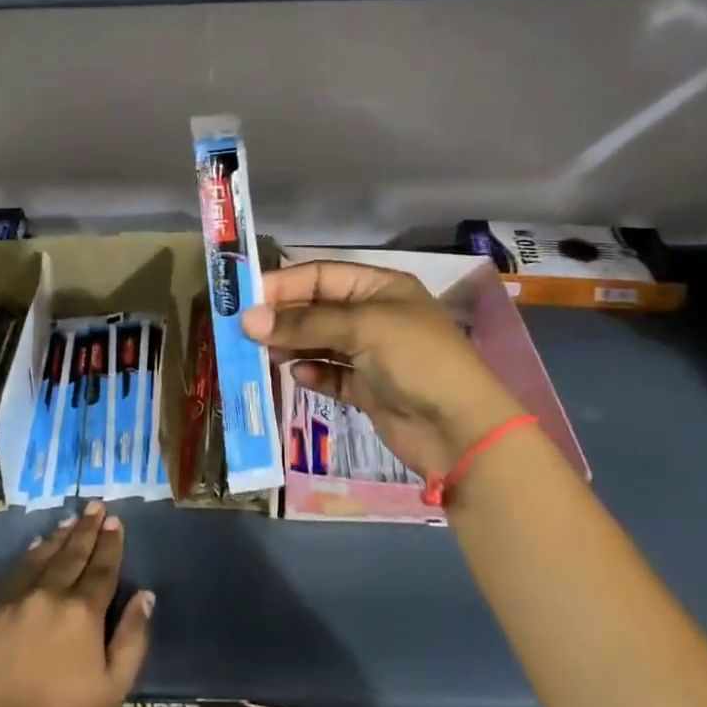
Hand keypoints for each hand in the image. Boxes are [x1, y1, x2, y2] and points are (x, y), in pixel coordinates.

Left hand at [0, 502, 153, 706]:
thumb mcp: (112, 690)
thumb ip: (132, 639)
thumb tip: (145, 596)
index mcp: (83, 613)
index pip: (102, 569)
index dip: (110, 544)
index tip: (115, 522)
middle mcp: (49, 595)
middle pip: (72, 554)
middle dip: (87, 529)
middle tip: (96, 507)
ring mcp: (15, 601)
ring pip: (42, 557)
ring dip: (59, 537)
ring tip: (71, 520)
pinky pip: (13, 572)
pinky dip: (28, 555)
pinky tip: (35, 547)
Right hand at [241, 260, 522, 478]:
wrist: (461, 430)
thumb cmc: (416, 360)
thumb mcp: (362, 328)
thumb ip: (304, 323)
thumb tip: (247, 320)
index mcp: (381, 287)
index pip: (322, 275)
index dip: (285, 284)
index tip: (246, 299)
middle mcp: (375, 316)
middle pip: (318, 308)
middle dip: (284, 317)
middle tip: (245, 331)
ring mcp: (372, 354)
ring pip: (320, 342)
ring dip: (293, 345)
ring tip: (263, 354)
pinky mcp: (369, 389)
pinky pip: (331, 374)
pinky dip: (313, 373)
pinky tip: (296, 375)